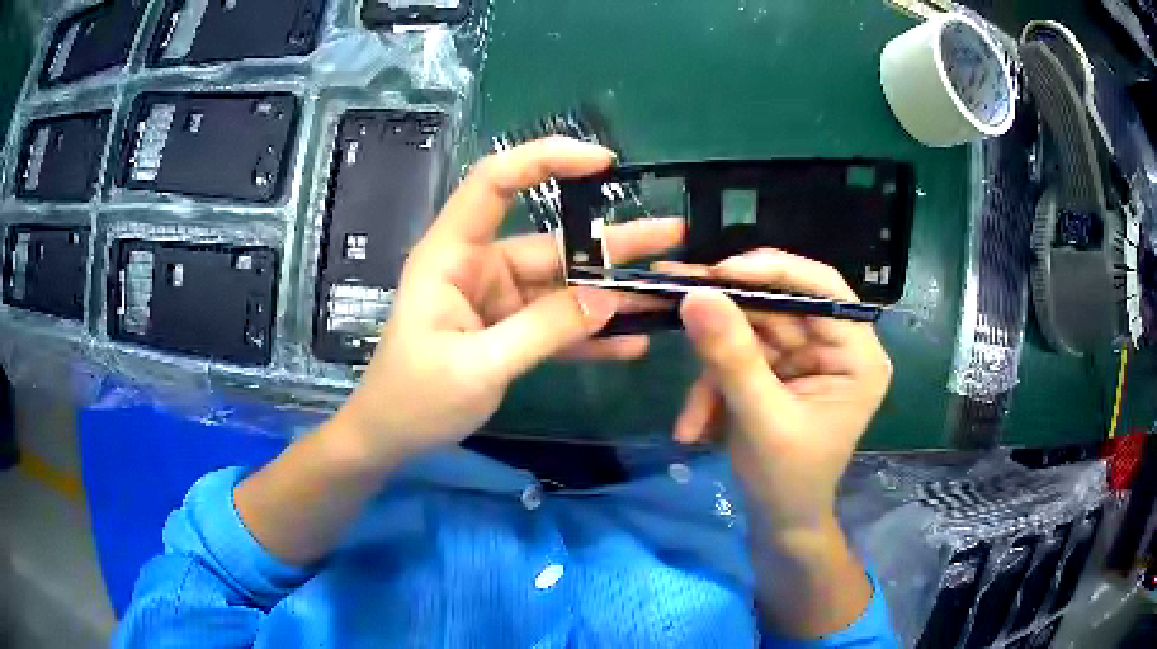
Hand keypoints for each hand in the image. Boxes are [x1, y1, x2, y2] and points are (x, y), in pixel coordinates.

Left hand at [332, 137, 682, 467]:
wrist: (391, 438)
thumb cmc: (414, 399)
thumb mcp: (477, 367)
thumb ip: (543, 330)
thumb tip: (609, 300)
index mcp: (453, 255)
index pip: (495, 182)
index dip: (545, 160)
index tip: (603, 164)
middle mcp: (479, 266)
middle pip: (552, 241)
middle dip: (614, 242)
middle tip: (674, 236)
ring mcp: (498, 300)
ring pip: (564, 286)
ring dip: (613, 293)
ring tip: (668, 292)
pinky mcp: (510, 330)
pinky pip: (557, 324)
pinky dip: (591, 334)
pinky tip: (633, 342)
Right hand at [673, 250, 892, 536]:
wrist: (780, 522)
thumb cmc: (788, 480)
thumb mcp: (762, 420)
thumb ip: (731, 358)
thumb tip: (695, 295)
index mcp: (857, 355)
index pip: (823, 289)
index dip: (774, 270)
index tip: (720, 272)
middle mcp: (835, 346)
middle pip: (779, 305)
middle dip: (727, 319)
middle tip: (675, 299)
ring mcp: (804, 357)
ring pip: (750, 332)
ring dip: (713, 370)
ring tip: (691, 419)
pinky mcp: (777, 370)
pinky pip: (738, 357)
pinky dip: (713, 388)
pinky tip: (696, 429)